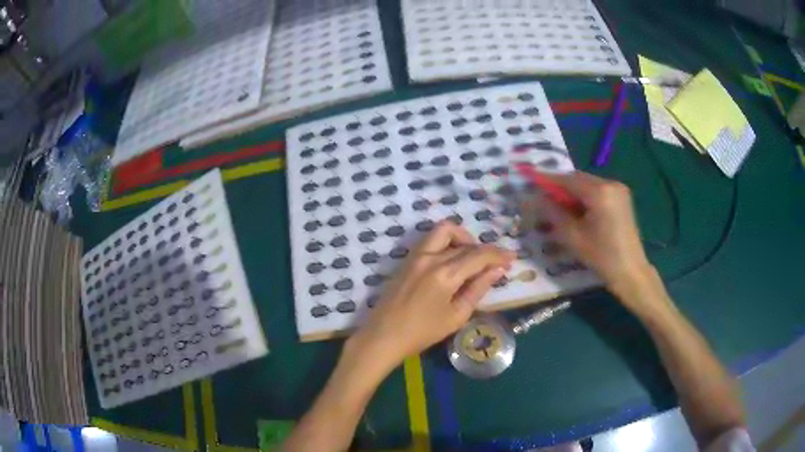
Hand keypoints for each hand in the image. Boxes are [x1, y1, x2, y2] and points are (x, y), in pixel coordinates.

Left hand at [350, 221, 514, 368]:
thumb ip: (478, 289)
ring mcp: (415, 255)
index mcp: (445, 273)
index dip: (498, 254)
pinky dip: (447, 243)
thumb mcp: (456, 315)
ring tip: (472, 258)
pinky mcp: (407, 259)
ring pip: (444, 231)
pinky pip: (431, 240)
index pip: (479, 255)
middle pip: (463, 242)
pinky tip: (452, 261)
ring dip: (462, 239)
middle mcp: (430, 257)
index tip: (512, 258)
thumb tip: (497, 270)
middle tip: (494, 264)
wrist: (383, 335)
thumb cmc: (422, 333)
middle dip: (483, 249)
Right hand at [539, 171, 654, 299]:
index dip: (548, 180)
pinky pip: (598, 191)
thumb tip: (532, 198)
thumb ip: (552, 213)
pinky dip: (585, 197)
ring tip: (560, 209)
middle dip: (561, 188)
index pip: (568, 179)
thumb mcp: (572, 236)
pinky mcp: (622, 198)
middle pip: (578, 179)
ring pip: (588, 184)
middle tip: (545, 200)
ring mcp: (619, 190)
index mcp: (600, 192)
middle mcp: (611, 183)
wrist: (630, 271)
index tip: (531, 181)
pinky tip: (578, 212)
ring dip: (573, 193)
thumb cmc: (601, 256)